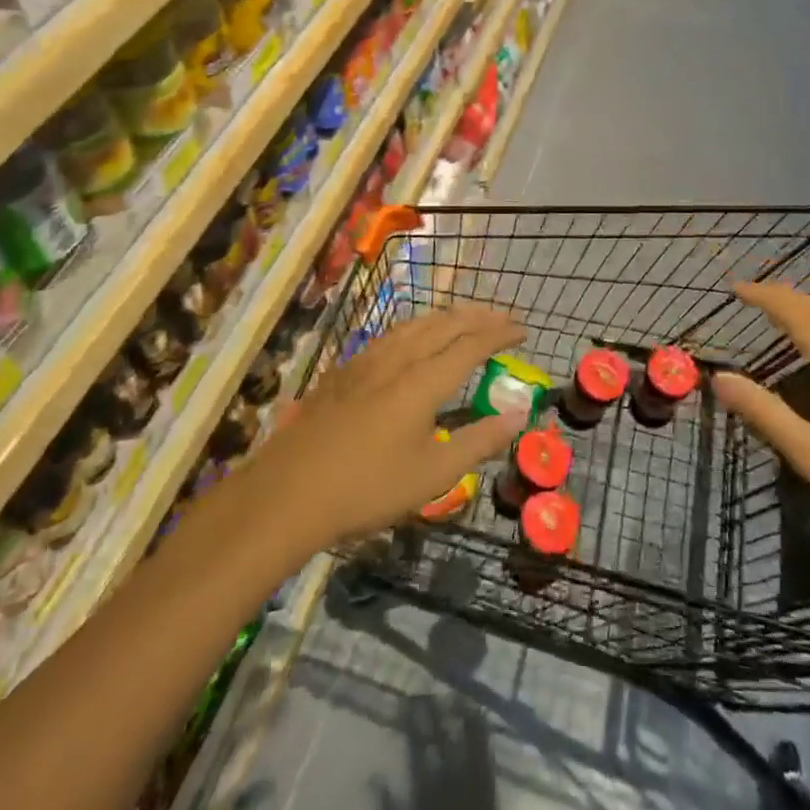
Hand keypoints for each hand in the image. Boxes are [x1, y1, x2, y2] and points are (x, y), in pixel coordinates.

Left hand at [238, 307, 527, 551]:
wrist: (287, 493)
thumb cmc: (367, 488)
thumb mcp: (433, 475)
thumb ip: (479, 441)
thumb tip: (519, 414)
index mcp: (423, 381)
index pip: (471, 344)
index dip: (499, 333)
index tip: (523, 330)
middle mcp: (397, 359)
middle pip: (444, 324)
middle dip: (478, 316)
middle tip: (502, 317)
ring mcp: (366, 361)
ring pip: (414, 324)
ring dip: (446, 317)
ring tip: (464, 319)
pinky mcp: (344, 370)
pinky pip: (391, 334)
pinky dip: (417, 327)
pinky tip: (412, 338)